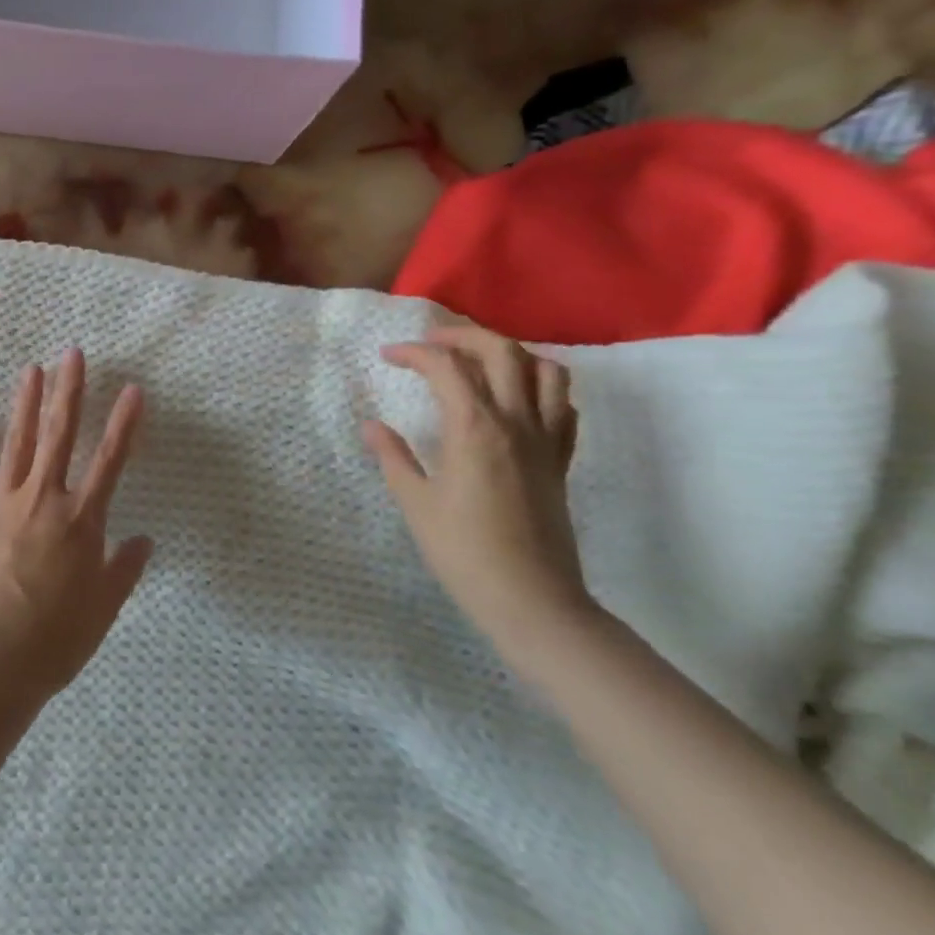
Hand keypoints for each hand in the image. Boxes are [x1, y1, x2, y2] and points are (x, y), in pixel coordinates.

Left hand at [0, 349, 152, 699]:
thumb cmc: (53, 641)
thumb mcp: (102, 610)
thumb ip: (124, 570)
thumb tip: (144, 541)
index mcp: (81, 522)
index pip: (111, 462)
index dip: (124, 425)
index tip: (134, 389)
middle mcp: (43, 501)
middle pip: (59, 437)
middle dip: (68, 392)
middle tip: (72, 354)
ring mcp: (1, 506)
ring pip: (17, 445)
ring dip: (25, 405)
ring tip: (31, 370)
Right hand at [363, 326, 589, 639]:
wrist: (531, 598)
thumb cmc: (463, 551)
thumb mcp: (415, 503)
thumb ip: (393, 457)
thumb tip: (370, 426)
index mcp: (475, 428)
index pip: (446, 367)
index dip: (414, 353)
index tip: (388, 356)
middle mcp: (516, 422)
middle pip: (502, 351)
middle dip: (463, 336)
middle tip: (431, 343)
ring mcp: (546, 440)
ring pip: (545, 371)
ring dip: (511, 354)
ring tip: (479, 363)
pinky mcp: (561, 461)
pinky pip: (564, 406)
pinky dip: (543, 388)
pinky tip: (519, 400)